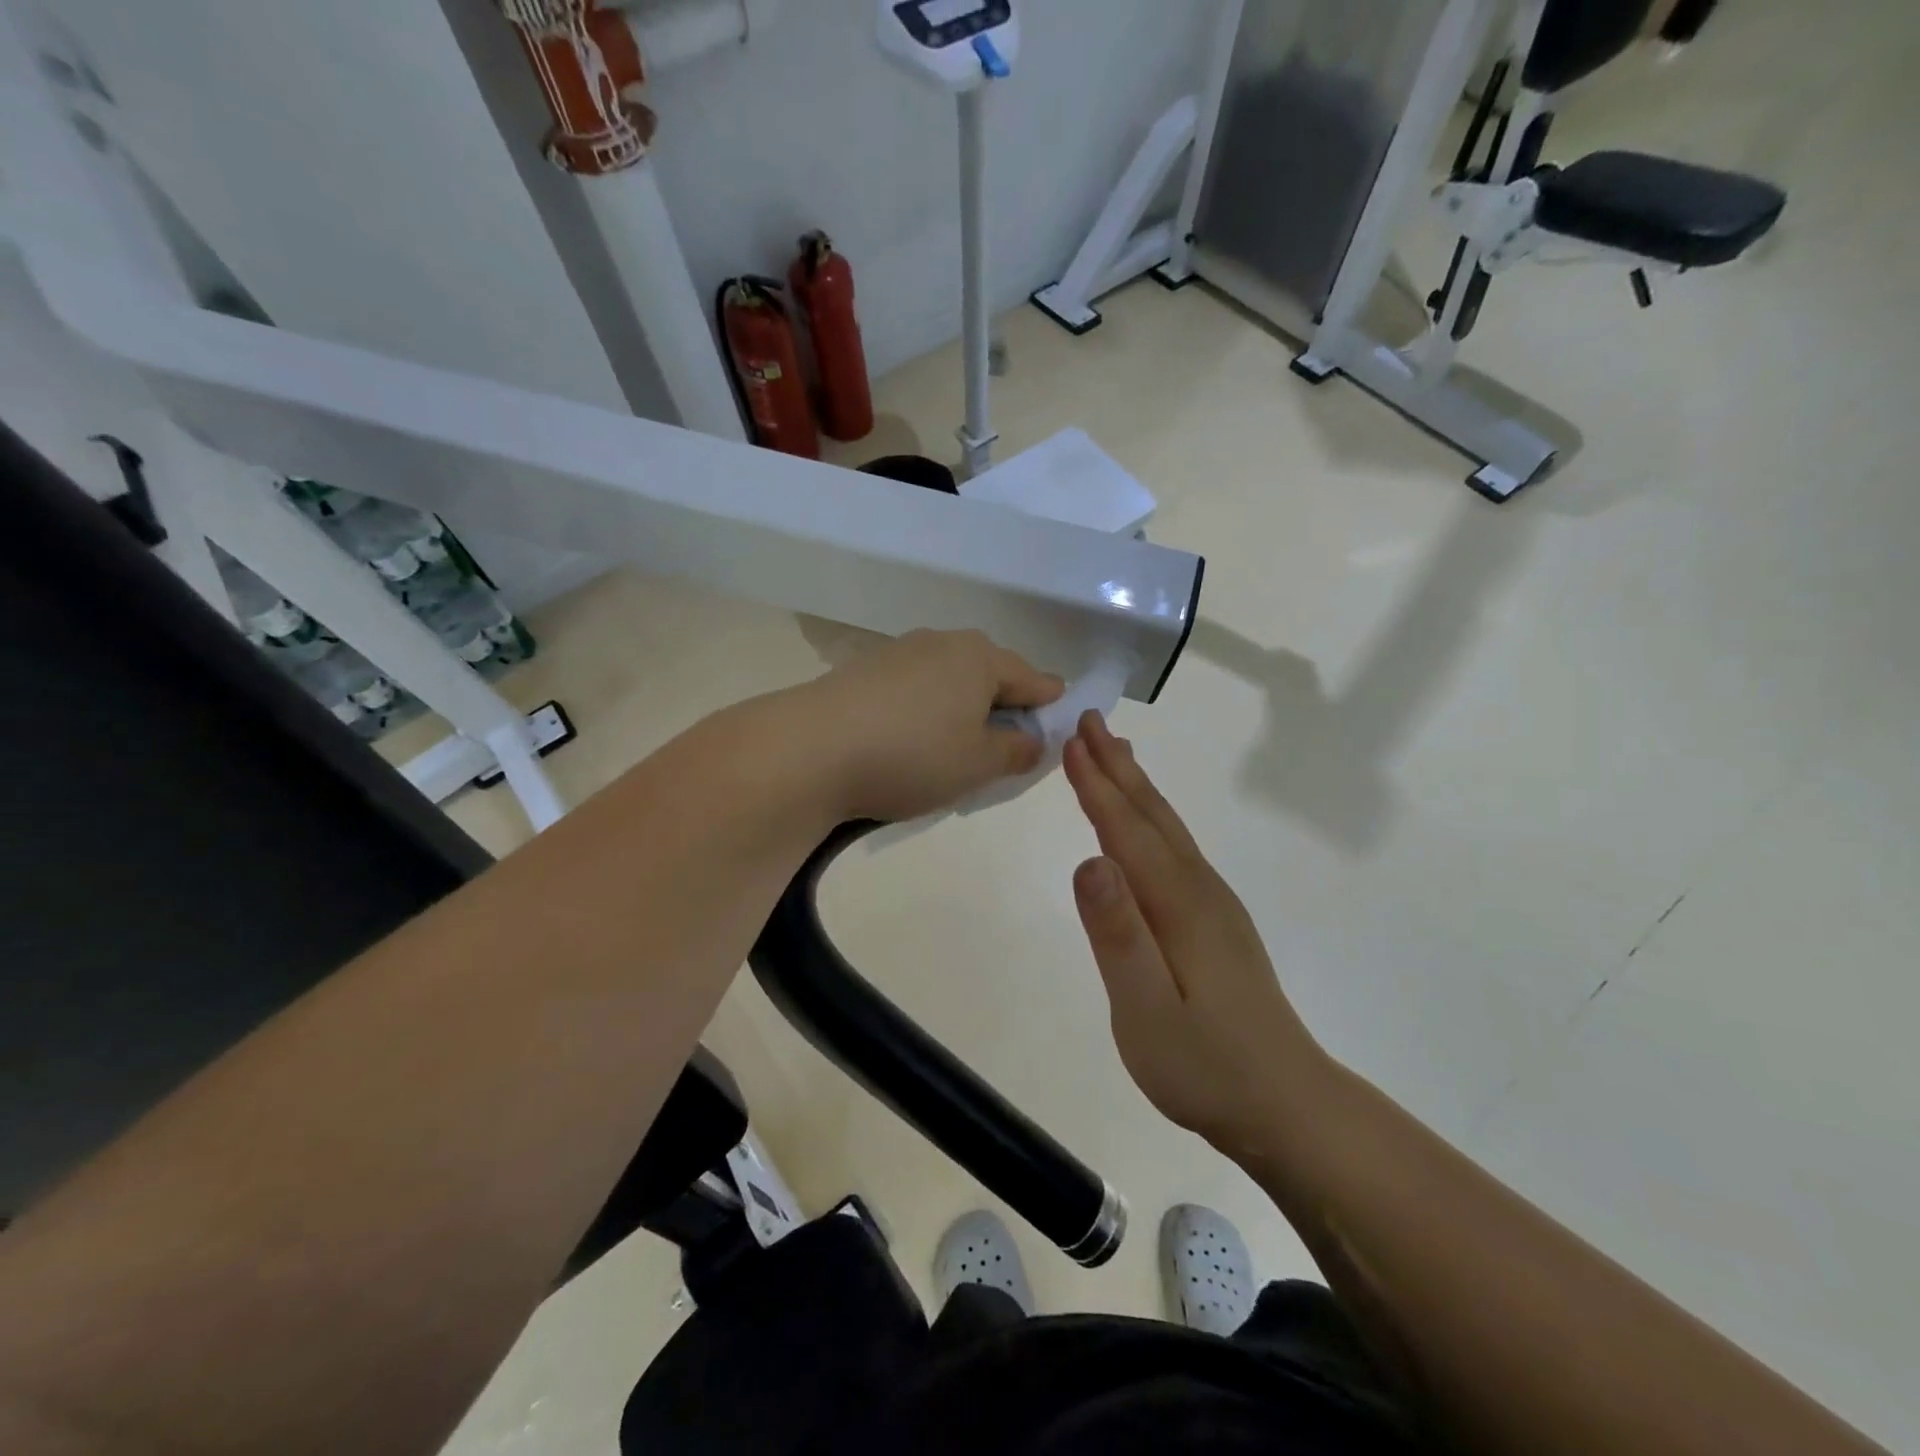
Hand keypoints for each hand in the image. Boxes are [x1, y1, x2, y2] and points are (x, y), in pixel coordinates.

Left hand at [786, 629, 1064, 824]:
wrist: (811, 749)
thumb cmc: (912, 755)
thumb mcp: (978, 764)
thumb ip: (1016, 751)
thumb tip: (1033, 740)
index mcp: (980, 658)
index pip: (1032, 678)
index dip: (1050, 704)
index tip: (1058, 724)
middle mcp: (942, 643)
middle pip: (989, 674)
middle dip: (1004, 706)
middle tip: (1007, 746)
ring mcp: (899, 652)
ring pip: (950, 680)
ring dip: (963, 708)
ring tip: (958, 747)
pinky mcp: (865, 670)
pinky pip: (916, 688)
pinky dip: (928, 710)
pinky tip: (914, 740)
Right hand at [1063, 711, 1329, 1155]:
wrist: (1286, 1106)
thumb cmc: (1205, 1065)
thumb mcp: (1146, 1009)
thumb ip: (1116, 933)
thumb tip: (1088, 859)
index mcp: (1177, 904)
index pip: (1126, 831)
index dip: (1097, 785)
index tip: (1071, 741)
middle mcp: (1199, 890)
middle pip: (1152, 816)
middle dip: (1118, 767)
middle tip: (1090, 721)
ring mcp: (1213, 905)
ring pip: (1168, 829)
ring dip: (1137, 787)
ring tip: (1116, 753)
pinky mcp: (1216, 922)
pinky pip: (1176, 850)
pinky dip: (1153, 820)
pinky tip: (1146, 826)